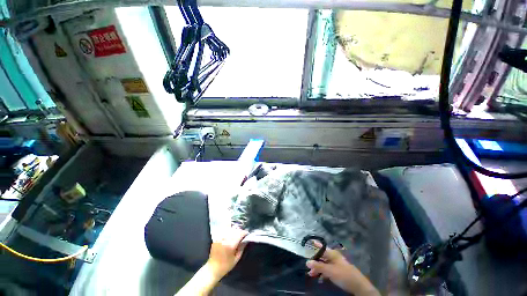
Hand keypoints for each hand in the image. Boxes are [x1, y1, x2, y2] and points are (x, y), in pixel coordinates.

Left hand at [206, 227, 247, 279]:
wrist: (212, 269)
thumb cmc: (226, 266)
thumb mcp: (236, 259)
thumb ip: (242, 248)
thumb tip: (246, 240)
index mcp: (230, 245)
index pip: (239, 234)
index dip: (244, 233)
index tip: (247, 234)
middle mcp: (225, 239)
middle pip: (235, 230)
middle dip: (240, 231)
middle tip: (242, 235)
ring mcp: (220, 238)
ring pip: (229, 229)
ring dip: (234, 230)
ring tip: (236, 234)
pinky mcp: (216, 238)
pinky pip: (224, 231)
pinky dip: (228, 231)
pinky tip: (230, 234)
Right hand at [306, 242, 379, 295]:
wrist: (358, 285)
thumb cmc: (343, 274)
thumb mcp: (329, 271)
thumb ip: (318, 266)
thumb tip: (307, 262)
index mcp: (331, 253)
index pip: (321, 247)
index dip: (315, 245)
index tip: (308, 242)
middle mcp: (333, 257)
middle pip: (321, 257)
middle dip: (314, 262)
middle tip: (308, 268)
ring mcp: (336, 264)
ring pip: (324, 264)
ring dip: (318, 269)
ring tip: (312, 275)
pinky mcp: (338, 271)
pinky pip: (328, 270)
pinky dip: (323, 273)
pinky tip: (320, 278)